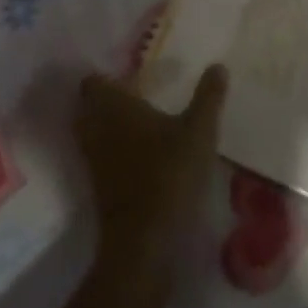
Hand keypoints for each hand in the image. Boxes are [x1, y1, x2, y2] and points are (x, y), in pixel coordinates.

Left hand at [75, 66, 226, 277]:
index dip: (106, 75)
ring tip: (140, 122)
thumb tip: (218, 64)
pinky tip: (140, 154)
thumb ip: (208, 97)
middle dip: (107, 99)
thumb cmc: (169, 175)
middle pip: (89, 106)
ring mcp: (94, 160)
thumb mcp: (198, 132)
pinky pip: (100, 156)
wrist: (144, 243)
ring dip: (109, 125)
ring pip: (93, 132)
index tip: (129, 72)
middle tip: (136, 93)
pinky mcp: (99, 187)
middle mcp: (97, 128)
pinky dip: (114, 150)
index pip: (94, 81)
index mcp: (115, 106)